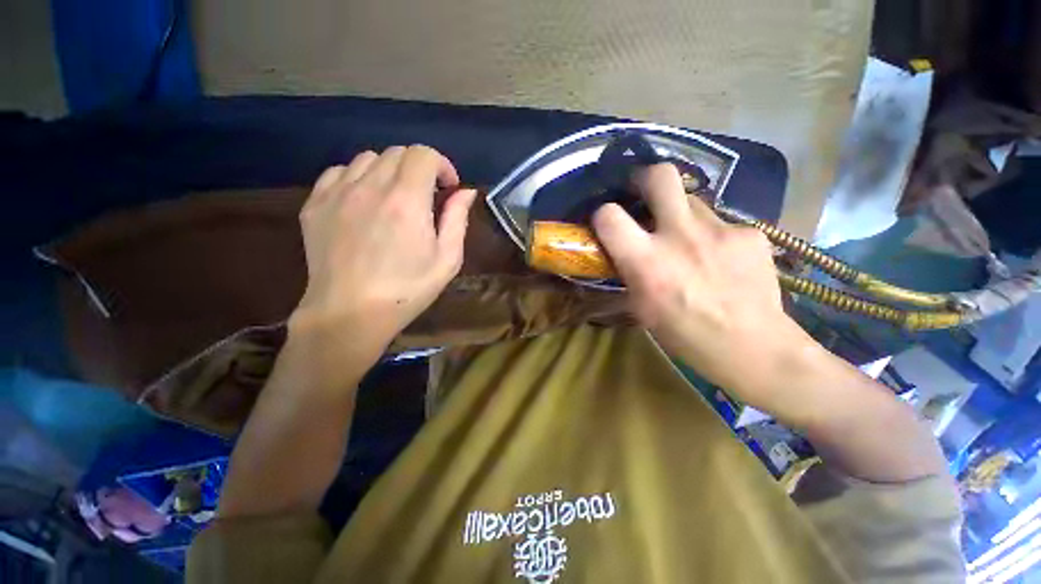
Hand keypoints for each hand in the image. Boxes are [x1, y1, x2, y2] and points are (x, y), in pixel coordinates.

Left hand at [292, 146, 476, 362]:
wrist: (350, 314)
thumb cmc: (407, 290)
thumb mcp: (447, 260)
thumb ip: (457, 220)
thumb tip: (465, 192)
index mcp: (406, 201)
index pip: (423, 155)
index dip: (441, 165)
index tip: (448, 187)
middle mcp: (370, 187)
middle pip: (397, 153)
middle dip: (420, 168)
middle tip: (427, 196)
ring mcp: (338, 193)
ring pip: (368, 158)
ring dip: (390, 171)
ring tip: (395, 198)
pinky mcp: (315, 204)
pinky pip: (339, 173)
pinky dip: (359, 178)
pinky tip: (365, 202)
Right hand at [592, 164, 824, 424]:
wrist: (753, 347)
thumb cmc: (685, 335)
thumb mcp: (642, 307)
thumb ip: (631, 271)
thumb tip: (624, 252)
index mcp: (646, 261)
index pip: (609, 216)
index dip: (603, 214)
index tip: (608, 221)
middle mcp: (680, 235)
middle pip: (661, 176)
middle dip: (646, 178)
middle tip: (644, 193)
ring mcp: (721, 229)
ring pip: (693, 201)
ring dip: (682, 215)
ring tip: (690, 241)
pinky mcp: (751, 233)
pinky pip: (721, 223)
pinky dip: (713, 236)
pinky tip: (722, 260)